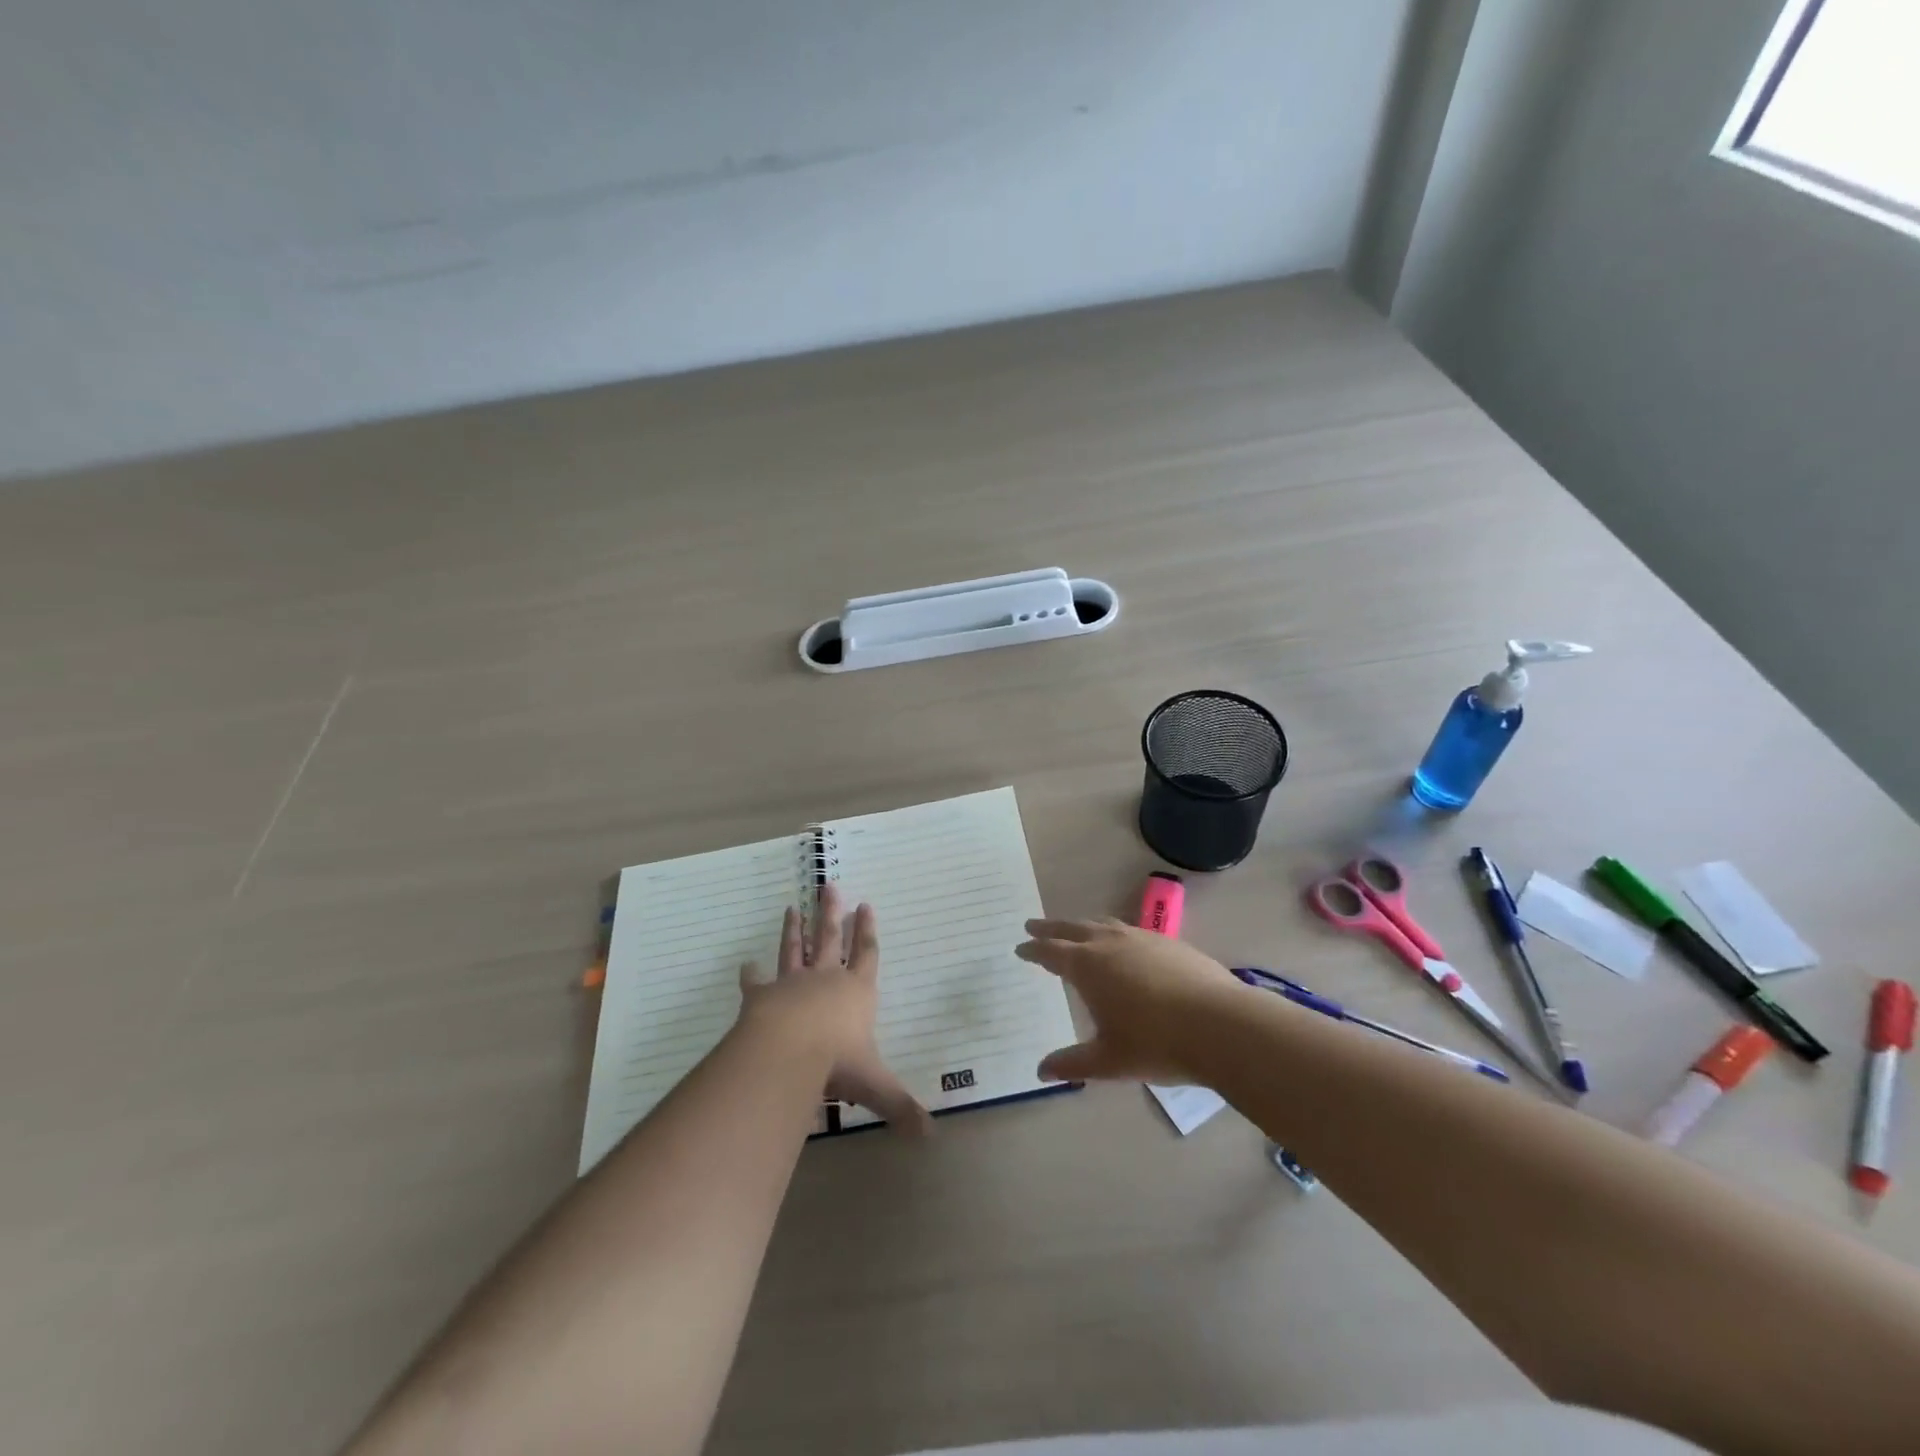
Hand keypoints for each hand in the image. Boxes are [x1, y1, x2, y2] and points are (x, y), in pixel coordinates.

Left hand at [738, 884, 932, 1134]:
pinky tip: (745, 964)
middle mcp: (826, 979)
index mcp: (856, 992)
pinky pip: (756, 981)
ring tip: (792, 908)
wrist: (787, 1050)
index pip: (867, 955)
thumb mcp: (875, 1085)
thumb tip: (930, 1136)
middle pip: (830, 939)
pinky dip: (751, 974)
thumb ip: (900, 1107)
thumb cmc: (837, 1060)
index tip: (866, 905)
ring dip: (794, 929)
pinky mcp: (762, 995)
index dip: (867, 931)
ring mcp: (792, 983)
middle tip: (828, 886)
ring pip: (795, 949)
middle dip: (831, 914)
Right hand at [1016, 917, 1244, 1083]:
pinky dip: (1114, 932)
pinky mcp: (1169, 942)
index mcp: (1088, 966)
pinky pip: (1130, 930)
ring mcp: (1142, 938)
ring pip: (1103, 924)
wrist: (1220, 1024)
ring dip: (1083, 926)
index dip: (1033, 949)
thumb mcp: (1109, 1061)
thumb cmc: (1156, 1043)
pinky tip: (1123, 946)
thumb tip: (1040, 1071)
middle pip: (1073, 928)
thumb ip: (1073, 1063)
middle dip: (1051, 928)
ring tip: (1076, 931)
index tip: (1020, 947)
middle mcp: (1110, 943)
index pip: (1051, 951)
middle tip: (1033, 926)